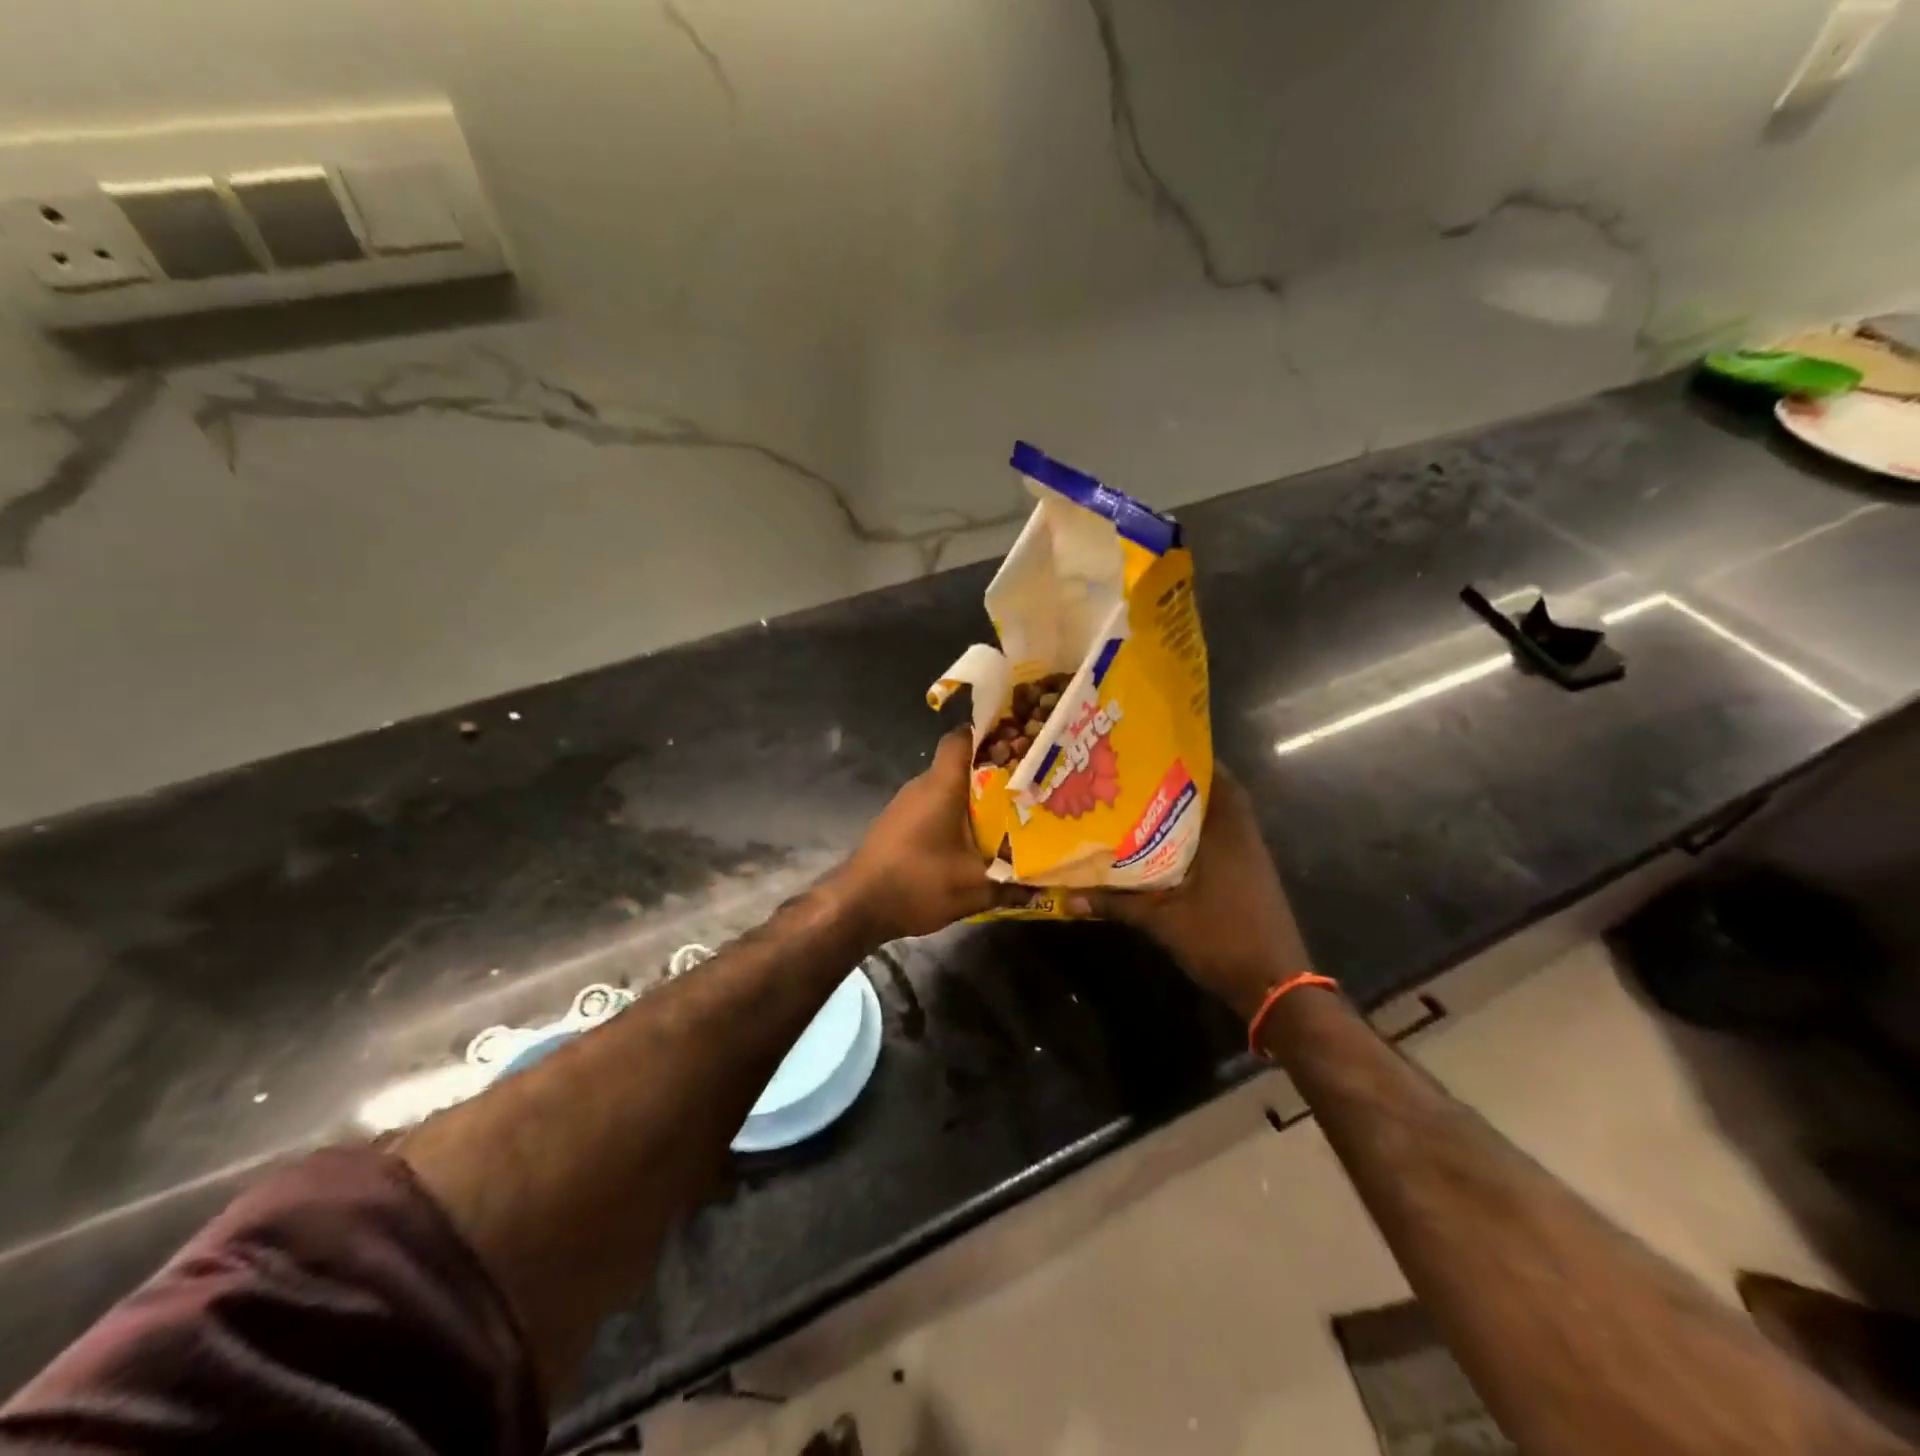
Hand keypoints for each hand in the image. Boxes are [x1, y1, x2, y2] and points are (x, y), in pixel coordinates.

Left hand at [835, 728, 1023, 943]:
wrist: (857, 906)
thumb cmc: (917, 882)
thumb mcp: (974, 888)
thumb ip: (1011, 885)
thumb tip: (1042, 888)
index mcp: (941, 786)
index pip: (961, 738)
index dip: (989, 735)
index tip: (1018, 744)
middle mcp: (921, 786)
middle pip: (959, 765)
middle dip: (992, 773)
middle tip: (1026, 787)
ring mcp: (905, 805)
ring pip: (946, 789)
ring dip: (972, 800)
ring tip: (1007, 815)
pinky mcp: (897, 825)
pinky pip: (932, 808)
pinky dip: (953, 817)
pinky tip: (971, 841)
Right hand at [1076, 769, 1318, 1021]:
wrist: (1275, 987)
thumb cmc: (1222, 940)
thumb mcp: (1162, 921)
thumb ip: (1116, 904)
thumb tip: (1067, 898)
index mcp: (1227, 832)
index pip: (1215, 777)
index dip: (1186, 758)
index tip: (1150, 747)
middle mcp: (1241, 836)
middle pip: (1212, 794)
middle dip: (1177, 783)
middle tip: (1135, 774)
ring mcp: (1248, 858)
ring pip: (1214, 820)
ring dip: (1185, 811)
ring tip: (1139, 803)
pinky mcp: (1248, 877)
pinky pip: (1218, 841)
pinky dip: (1193, 836)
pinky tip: (1160, 846)